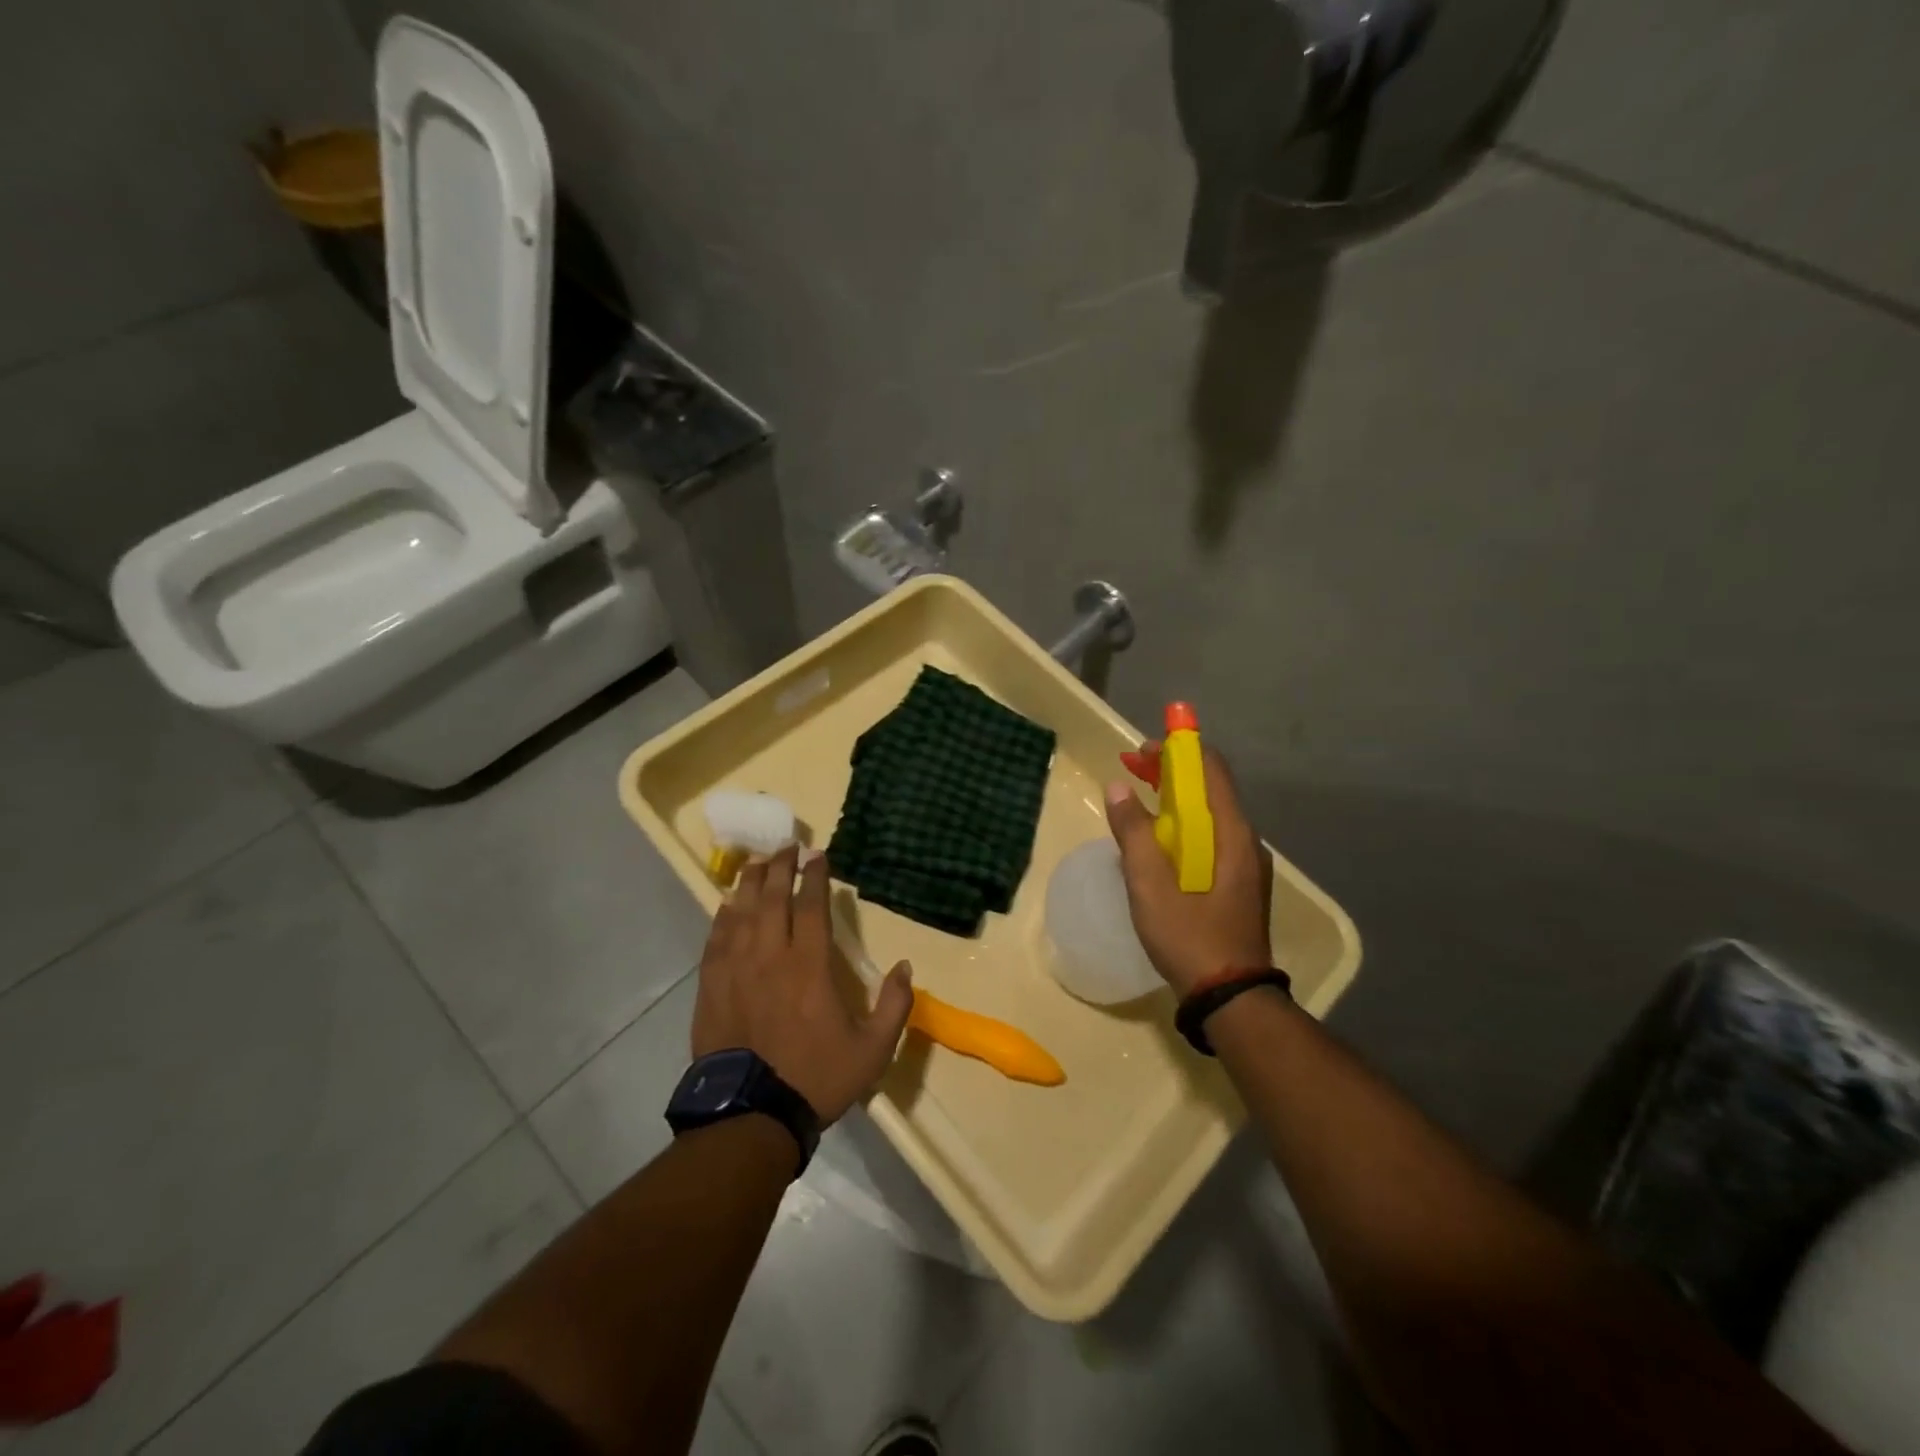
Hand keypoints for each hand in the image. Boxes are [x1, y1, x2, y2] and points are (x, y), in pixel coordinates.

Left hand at [691, 846, 914, 1124]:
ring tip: (756, 864)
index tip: (817, 855)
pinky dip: (722, 917)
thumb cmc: (816, 1078)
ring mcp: (736, 971)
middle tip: (786, 847)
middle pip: (772, 899)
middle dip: (780, 868)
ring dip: (749, 884)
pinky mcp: (711, 988)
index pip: (811, 907)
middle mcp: (770, 958)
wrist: (752, 1116)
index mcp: (809, 967)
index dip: (815, 877)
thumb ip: (894, 1005)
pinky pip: (715, 940)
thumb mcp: (873, 1049)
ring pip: (740, 913)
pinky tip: (727, 905)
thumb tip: (904, 967)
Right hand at [1104, 748, 1272, 995]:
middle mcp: (1246, 840)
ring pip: (1211, 814)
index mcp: (1230, 833)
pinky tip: (1161, 845)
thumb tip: (1117, 786)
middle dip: (1171, 773)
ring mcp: (1247, 864)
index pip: (1211, 768)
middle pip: (1210, 788)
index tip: (1140, 751)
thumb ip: (1133, 832)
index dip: (1177, 749)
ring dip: (1176, 800)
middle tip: (1132, 772)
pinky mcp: (1241, 884)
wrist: (1231, 997)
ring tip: (1140, 805)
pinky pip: (1212, 838)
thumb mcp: (1149, 884)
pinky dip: (1185, 826)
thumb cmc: (1189, 936)